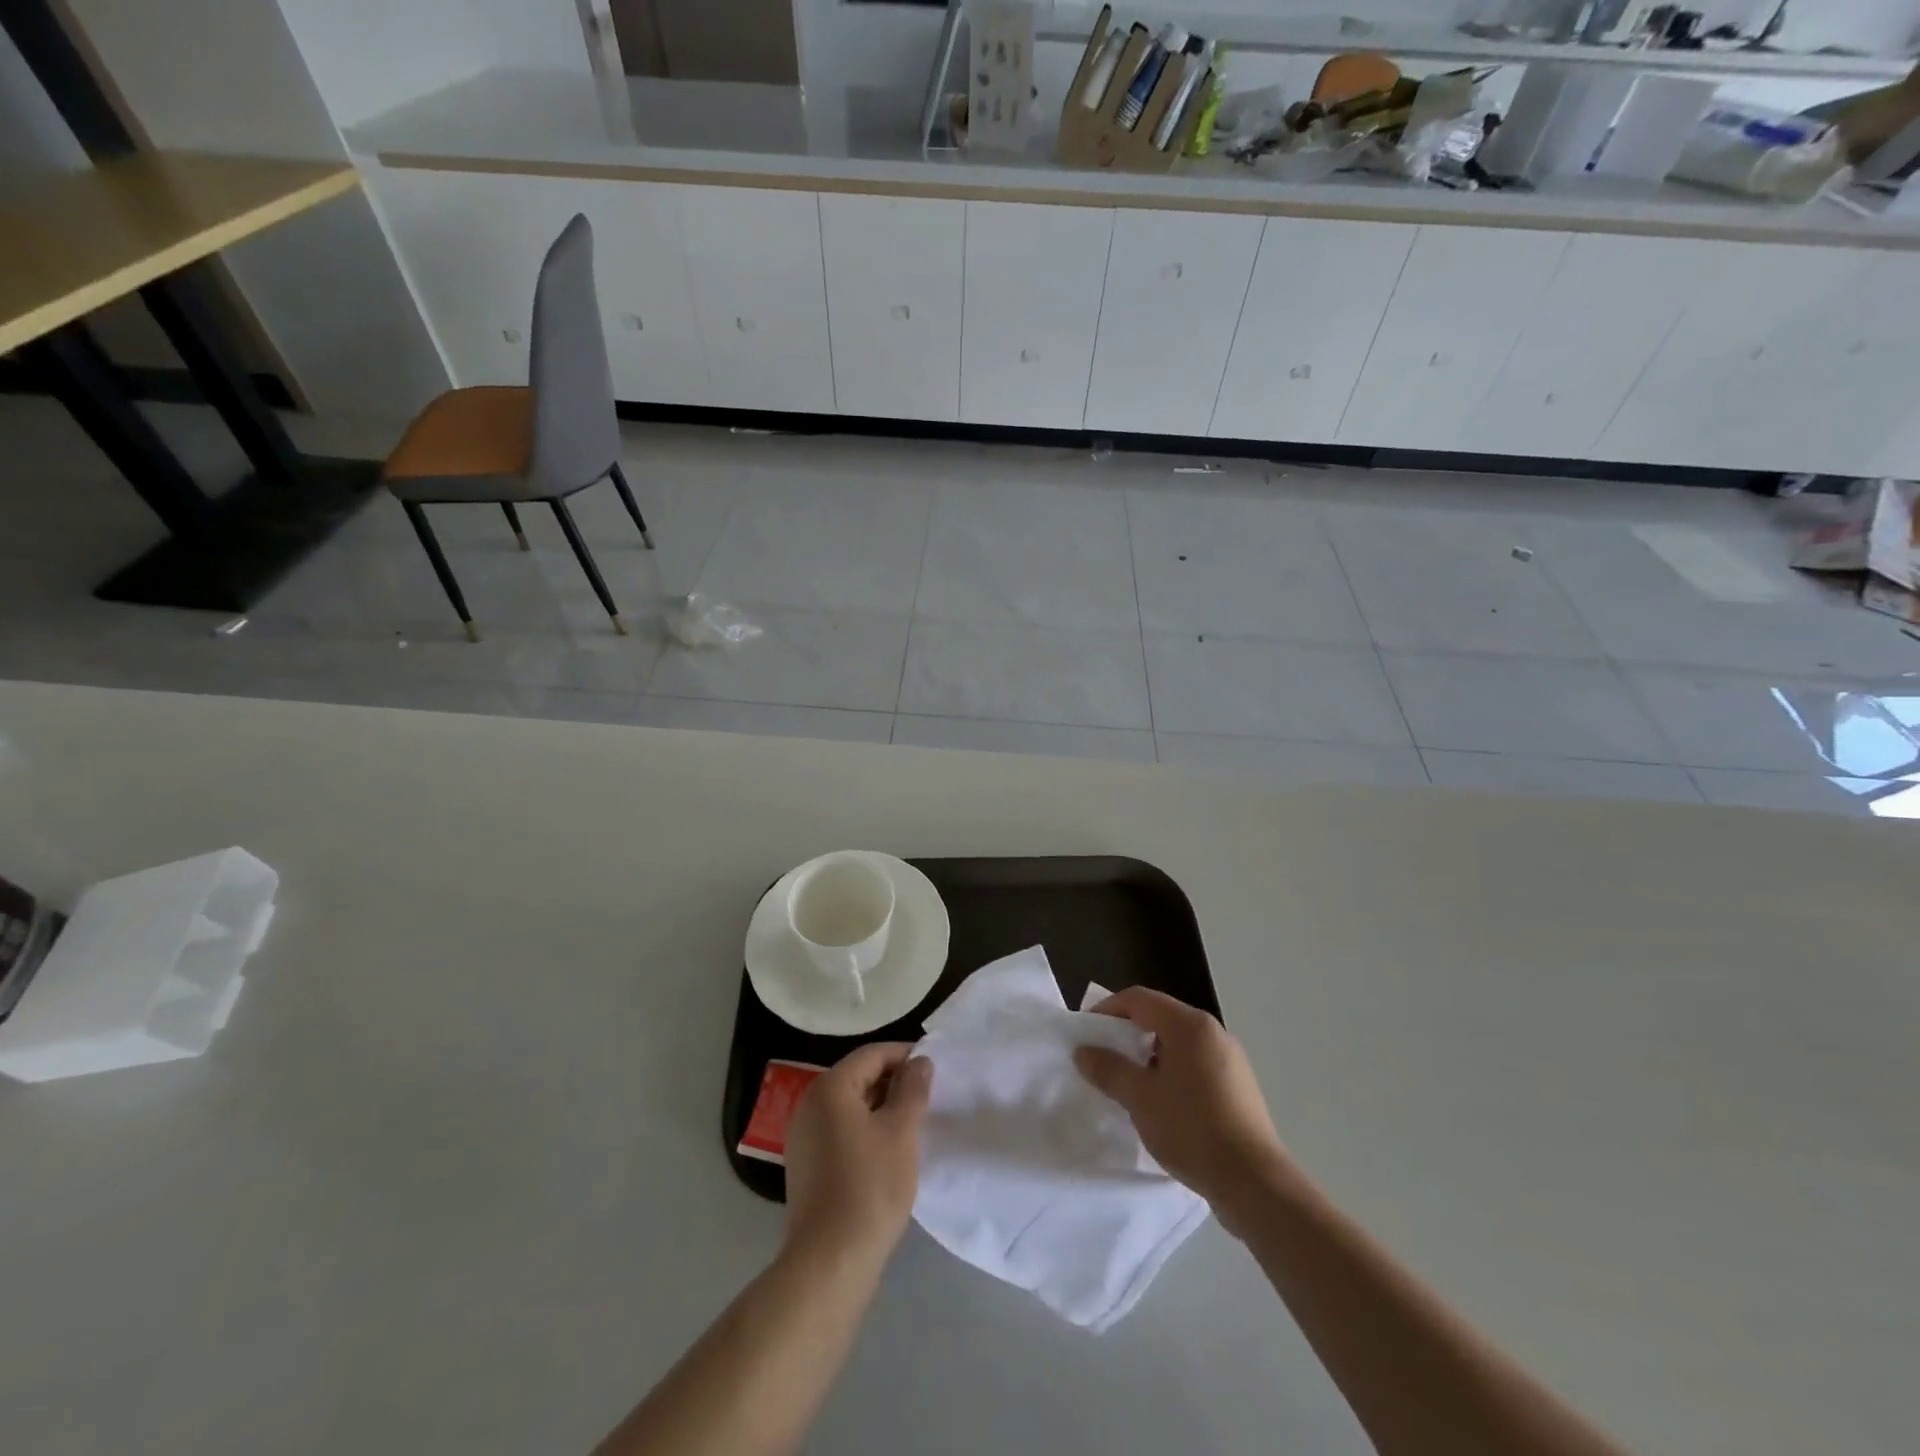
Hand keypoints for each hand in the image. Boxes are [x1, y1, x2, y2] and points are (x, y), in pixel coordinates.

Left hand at [783, 1043, 932, 1265]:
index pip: (872, 1054)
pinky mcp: (806, 1164)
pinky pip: (840, 1130)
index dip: (905, 1055)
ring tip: (913, 1122)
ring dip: (881, 1107)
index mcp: (830, 1087)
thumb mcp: (901, 1131)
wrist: (830, 1261)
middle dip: (894, 1082)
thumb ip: (913, 1089)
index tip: (934, 1068)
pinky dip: (865, 1129)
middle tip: (927, 1097)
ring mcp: (803, 1136)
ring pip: (850, 1106)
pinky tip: (888, 1150)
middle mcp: (809, 1104)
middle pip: (858, 1076)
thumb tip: (920, 1061)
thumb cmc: (870, 1186)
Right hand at [1074, 988, 1288, 1234]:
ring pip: (1178, 1042)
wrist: (1254, 1183)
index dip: (1108, 1009)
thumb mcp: (1140, 1099)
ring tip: (1129, 1084)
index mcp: (1189, 1025)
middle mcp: (1212, 1032)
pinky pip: (1195, 1063)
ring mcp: (1230, 1058)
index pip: (1139, 999)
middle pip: (1160, 1017)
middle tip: (1104, 1058)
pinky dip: (1172, 1071)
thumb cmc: (1192, 1130)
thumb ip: (1109, 1069)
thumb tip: (1084, 1052)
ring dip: (1149, 1055)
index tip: (1086, 1032)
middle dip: (1127, 1033)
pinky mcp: (1238, 1085)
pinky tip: (1162, 1103)